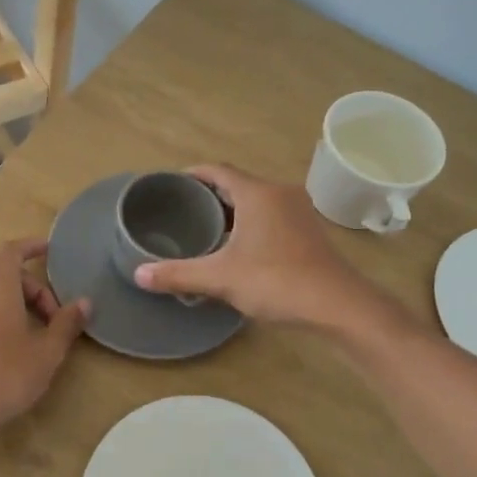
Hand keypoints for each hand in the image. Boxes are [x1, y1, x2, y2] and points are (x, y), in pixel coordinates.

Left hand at [0, 238, 90, 443]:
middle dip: (31, 291)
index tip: (50, 251)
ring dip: (11, 304)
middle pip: (3, 275)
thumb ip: (66, 323)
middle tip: (52, 319)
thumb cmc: (6, 375)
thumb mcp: (47, 351)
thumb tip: (84, 302)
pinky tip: (4, 344)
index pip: (13, 251)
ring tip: (30, 333)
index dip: (32, 247)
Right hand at [135, 165, 377, 327]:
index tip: (171, 185)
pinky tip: (238, 247)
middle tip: (181, 211)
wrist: (338, 305)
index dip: (193, 174)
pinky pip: (271, 216)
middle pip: (238, 184)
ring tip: (204, 229)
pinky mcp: (309, 231)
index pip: (218, 170)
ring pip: (257, 201)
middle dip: (209, 195)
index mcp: (258, 193)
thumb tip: (138, 274)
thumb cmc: (277, 282)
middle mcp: (280, 193)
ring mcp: (299, 211)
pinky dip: (251, 223)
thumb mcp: (221, 278)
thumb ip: (179, 274)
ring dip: (232, 210)